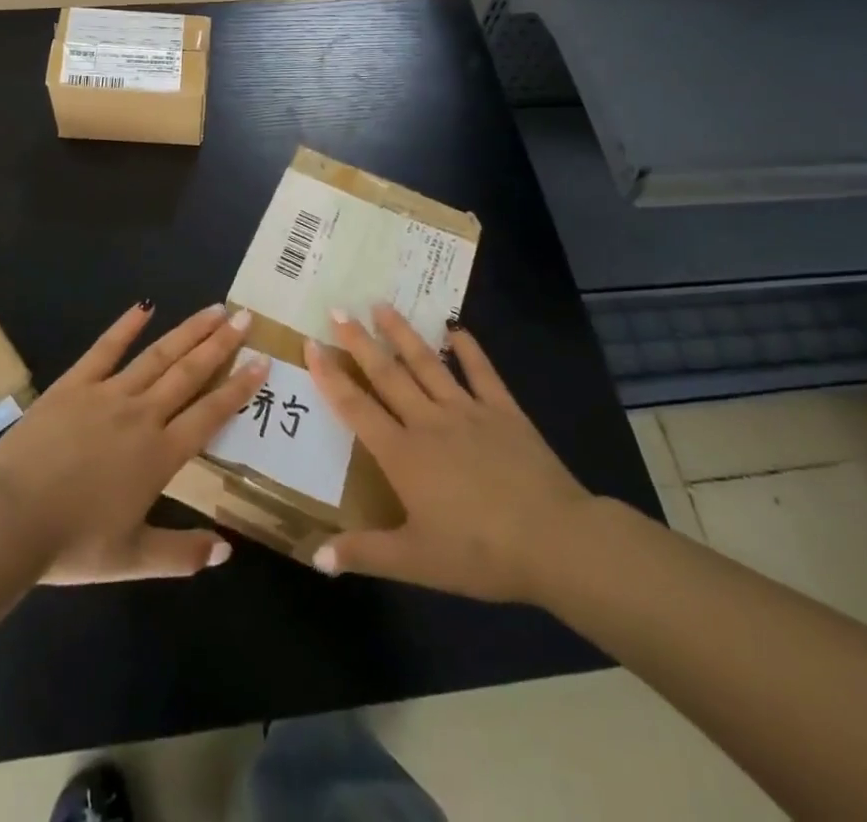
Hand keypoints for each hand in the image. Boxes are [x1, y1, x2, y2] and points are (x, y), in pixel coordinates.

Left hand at [0, 300, 266, 583]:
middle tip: (246, 317)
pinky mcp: (74, 384)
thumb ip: (183, 554)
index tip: (262, 361)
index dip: (238, 387)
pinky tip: (144, 307)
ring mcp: (108, 394)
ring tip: (214, 309)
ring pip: (157, 355)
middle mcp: (142, 415)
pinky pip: (104, 350)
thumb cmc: (72, 544)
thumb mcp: (132, 560)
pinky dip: (125, 327)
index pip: (210, 413)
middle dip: (221, 344)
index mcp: (161, 455)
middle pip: (189, 373)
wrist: (9, 520)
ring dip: (188, 331)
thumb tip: (228, 551)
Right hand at [305, 304, 591, 604]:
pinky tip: (455, 328)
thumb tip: (314, 557)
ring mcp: (467, 411)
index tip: (311, 344)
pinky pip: (482, 372)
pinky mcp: (503, 410)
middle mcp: (428, 422)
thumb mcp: (416, 562)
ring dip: (402, 333)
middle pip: (387, 374)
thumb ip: (364, 553)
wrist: (555, 541)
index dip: (331, 376)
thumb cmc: (480, 553)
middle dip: (359, 342)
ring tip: (381, 305)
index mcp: (403, 454)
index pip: (356, 407)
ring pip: (427, 363)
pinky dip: (468, 348)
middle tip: (337, 310)